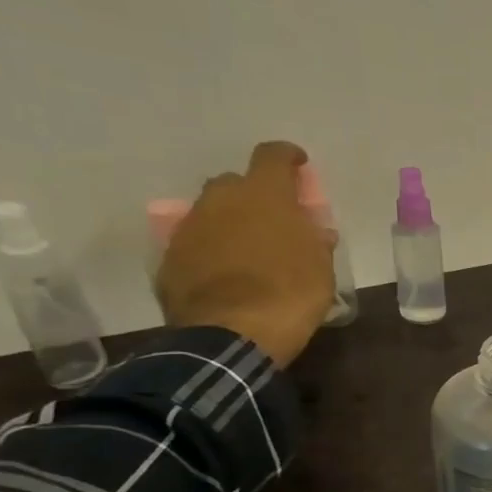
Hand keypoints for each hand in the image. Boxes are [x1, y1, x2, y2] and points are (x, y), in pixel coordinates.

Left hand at [156, 141, 337, 367]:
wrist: (231, 335)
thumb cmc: (290, 294)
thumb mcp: (322, 268)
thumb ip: (315, 241)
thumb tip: (313, 230)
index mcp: (264, 195)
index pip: (273, 156)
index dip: (288, 157)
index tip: (299, 166)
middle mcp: (220, 200)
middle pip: (236, 183)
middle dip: (254, 196)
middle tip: (273, 221)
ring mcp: (189, 227)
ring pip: (211, 213)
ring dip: (230, 224)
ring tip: (248, 252)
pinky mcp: (170, 258)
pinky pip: (196, 244)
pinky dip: (211, 252)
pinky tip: (226, 276)